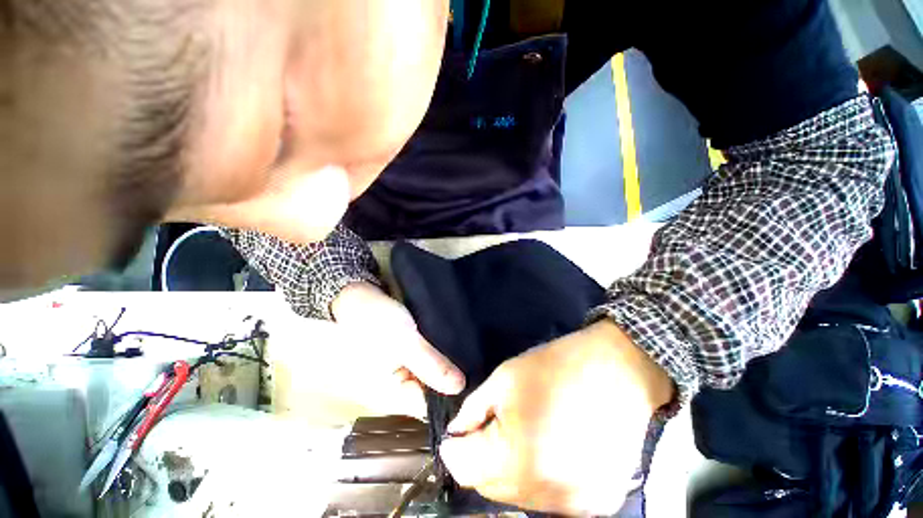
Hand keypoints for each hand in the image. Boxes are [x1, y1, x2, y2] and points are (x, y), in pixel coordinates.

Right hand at [331, 282, 465, 396]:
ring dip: (448, 365)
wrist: (355, 295)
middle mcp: (397, 388)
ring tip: (473, 356)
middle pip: (432, 392)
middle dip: (453, 379)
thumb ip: (430, 365)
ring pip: (431, 375)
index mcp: (391, 394)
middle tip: (479, 368)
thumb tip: (460, 387)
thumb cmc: (376, 320)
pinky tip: (459, 347)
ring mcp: (401, 371)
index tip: (477, 385)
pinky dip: (440, 354)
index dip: (454, 398)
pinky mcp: (406, 355)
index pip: (430, 409)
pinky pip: (428, 360)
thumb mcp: (404, 342)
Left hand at [440, 320, 673, 514]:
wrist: (618, 370)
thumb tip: (457, 433)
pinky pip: (548, 497)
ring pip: (517, 495)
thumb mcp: (504, 378)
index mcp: (516, 458)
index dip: (456, 448)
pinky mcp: (595, 505)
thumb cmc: (554, 368)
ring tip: (523, 432)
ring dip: (509, 469)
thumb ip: (472, 410)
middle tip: (490, 426)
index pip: (463, 468)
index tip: (458, 433)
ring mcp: (573, 506)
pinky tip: (549, 446)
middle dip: (480, 458)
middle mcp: (544, 495)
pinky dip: (538, 476)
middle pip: (488, 487)